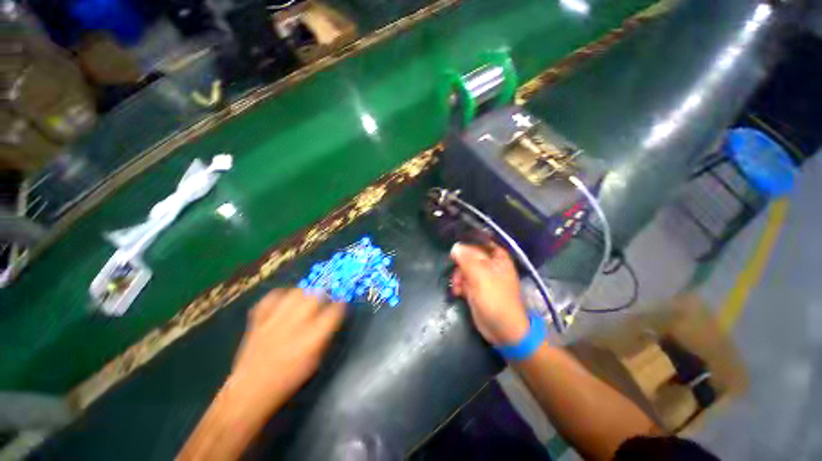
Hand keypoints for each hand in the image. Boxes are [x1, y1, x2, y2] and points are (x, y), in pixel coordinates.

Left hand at [178, 289, 343, 460]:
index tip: (341, 304)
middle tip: (323, 301)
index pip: (334, 311)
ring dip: (305, 293)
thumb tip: (333, 317)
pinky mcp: (258, 319)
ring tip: (305, 300)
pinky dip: (281, 295)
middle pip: (315, 296)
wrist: (250, 391)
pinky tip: (285, 301)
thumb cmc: (289, 380)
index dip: (340, 304)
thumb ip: (325, 335)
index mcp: (312, 338)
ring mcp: (274, 320)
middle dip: (323, 295)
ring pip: (296, 292)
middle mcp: (295, 325)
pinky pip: (271, 296)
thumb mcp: (315, 361)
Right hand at [450, 243, 529, 345]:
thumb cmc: (495, 299)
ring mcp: (483, 277)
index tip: (453, 249)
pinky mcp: (476, 288)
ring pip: (464, 268)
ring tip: (456, 287)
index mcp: (497, 257)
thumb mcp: (480, 276)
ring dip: (457, 277)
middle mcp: (490, 264)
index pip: (479, 242)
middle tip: (456, 274)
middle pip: (469, 255)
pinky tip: (457, 292)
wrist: (502, 329)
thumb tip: (455, 246)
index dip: (466, 244)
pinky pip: (463, 280)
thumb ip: (467, 259)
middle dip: (460, 264)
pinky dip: (459, 285)